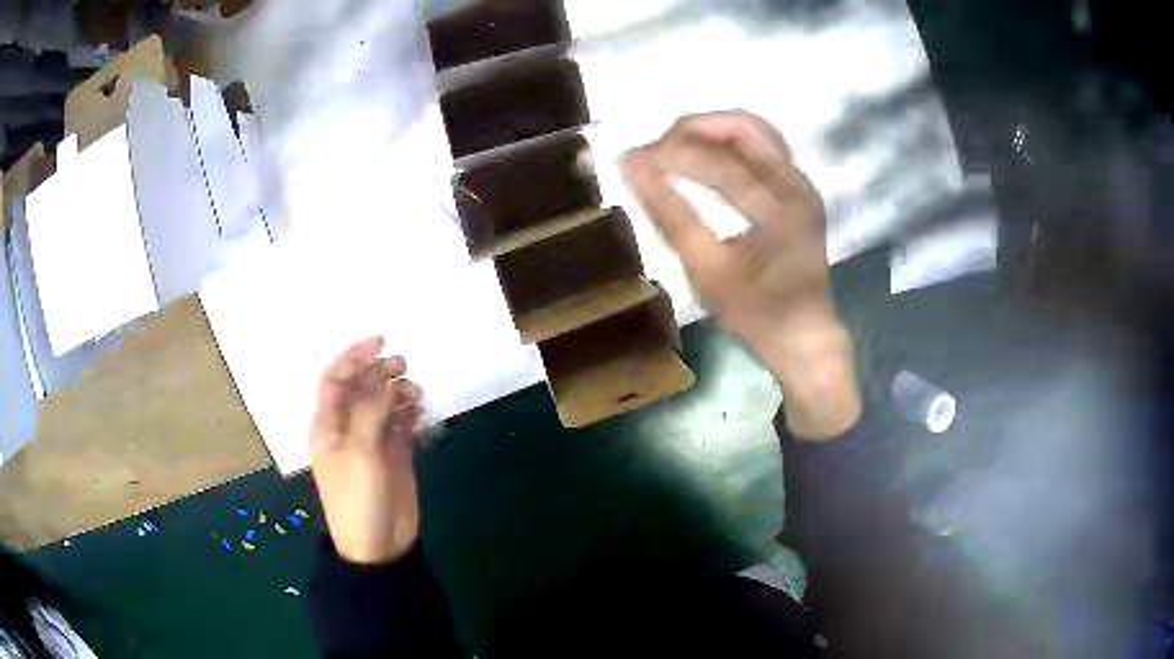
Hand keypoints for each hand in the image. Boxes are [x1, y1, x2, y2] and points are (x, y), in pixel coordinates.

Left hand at [310, 337, 424, 563]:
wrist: (379, 546)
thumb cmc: (357, 498)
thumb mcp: (360, 453)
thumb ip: (372, 413)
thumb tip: (387, 381)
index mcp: (329, 425)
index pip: (336, 379)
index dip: (354, 357)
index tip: (380, 342)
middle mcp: (348, 427)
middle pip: (361, 387)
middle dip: (379, 371)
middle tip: (403, 366)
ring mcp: (372, 441)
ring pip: (384, 403)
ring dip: (398, 392)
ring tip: (416, 394)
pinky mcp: (394, 455)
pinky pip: (402, 423)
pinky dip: (411, 412)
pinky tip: (422, 411)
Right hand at [622, 111, 860, 438]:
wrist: (805, 337)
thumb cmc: (756, 313)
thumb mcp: (708, 271)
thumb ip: (671, 215)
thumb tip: (631, 168)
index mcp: (782, 208)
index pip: (718, 163)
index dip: (669, 155)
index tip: (630, 160)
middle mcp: (798, 185)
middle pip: (745, 127)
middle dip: (694, 129)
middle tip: (656, 149)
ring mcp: (803, 184)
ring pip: (756, 131)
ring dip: (712, 132)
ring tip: (674, 150)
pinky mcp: (799, 190)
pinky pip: (763, 148)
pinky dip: (729, 145)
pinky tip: (704, 159)